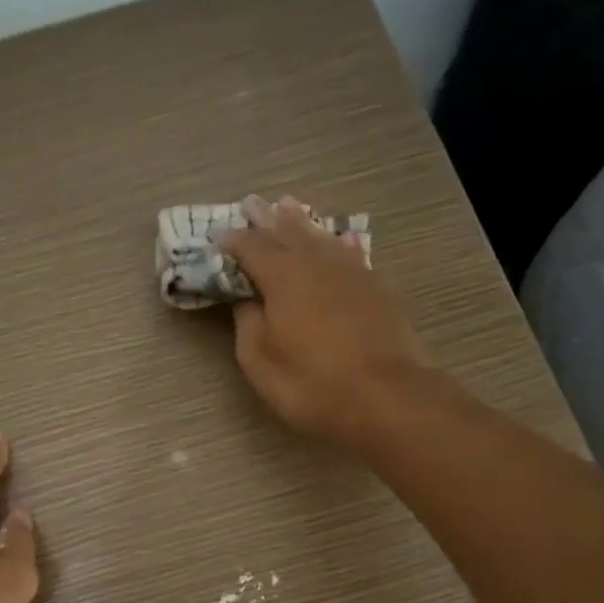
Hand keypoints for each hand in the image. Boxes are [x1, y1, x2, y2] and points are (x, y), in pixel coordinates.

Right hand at [219, 195, 429, 443]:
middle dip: (266, 219)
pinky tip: (340, 239)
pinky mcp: (376, 287)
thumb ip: (248, 324)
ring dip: (300, 221)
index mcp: (282, 278)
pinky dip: (338, 242)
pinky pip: (351, 252)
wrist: (386, 397)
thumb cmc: (312, 385)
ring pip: (320, 237)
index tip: (217, 237)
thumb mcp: (261, 363)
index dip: (232, 241)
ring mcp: (351, 272)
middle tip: (252, 205)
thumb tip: (245, 299)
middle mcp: (316, 264)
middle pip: (287, 232)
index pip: (251, 248)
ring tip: (287, 207)